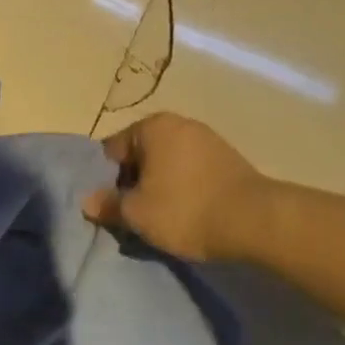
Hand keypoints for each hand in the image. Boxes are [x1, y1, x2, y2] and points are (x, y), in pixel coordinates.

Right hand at [82, 112, 269, 262]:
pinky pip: (192, 171)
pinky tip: (188, 212)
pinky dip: (184, 188)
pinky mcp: (228, 158)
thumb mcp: (137, 214)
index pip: (112, 150)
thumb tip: (87, 201)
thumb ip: (108, 205)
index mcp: (151, 126)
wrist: (256, 221)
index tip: (113, 207)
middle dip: (134, 182)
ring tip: (162, 218)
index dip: (107, 180)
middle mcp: (178, 123)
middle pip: (141, 154)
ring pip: (167, 163)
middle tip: (135, 215)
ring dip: (160, 186)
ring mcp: (207, 138)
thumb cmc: (186, 210)